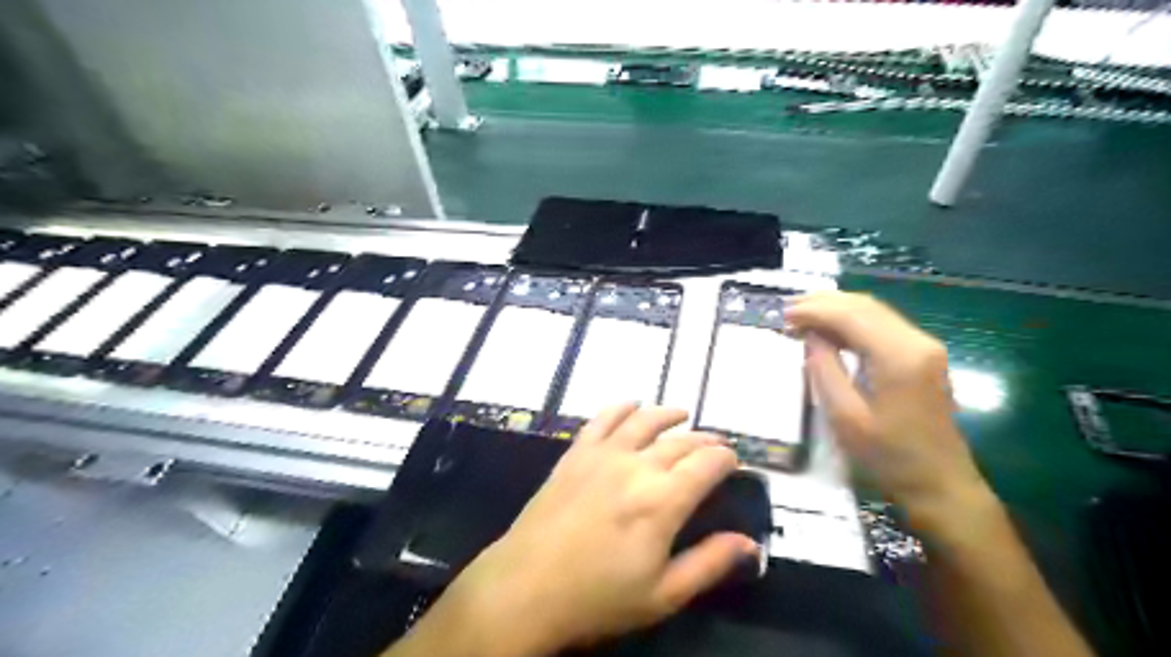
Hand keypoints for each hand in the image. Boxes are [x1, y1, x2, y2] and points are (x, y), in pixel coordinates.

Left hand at [409, 404, 758, 653]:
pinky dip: (621, 408)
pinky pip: (602, 419)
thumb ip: (709, 564)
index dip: (726, 459)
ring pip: (644, 421)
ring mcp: (602, 454)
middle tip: (715, 446)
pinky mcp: (576, 453)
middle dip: (704, 440)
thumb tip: (750, 544)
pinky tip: (632, 405)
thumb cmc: (597, 598)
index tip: (733, 463)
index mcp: (663, 501)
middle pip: (680, 441)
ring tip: (682, 414)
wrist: (525, 587)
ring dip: (667, 415)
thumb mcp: (663, 595)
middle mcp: (636, 466)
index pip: (707, 463)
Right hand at [780, 291, 990, 533]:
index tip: (784, 316)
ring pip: (874, 310)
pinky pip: (883, 324)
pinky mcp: (923, 355)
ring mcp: (924, 346)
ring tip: (802, 316)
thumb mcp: (845, 417)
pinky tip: (831, 329)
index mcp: (899, 357)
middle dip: (823, 303)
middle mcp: (917, 341)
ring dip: (837, 309)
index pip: (851, 315)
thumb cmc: (888, 457)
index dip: (814, 310)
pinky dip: (852, 320)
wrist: (940, 483)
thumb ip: (825, 370)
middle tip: (788, 311)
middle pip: (864, 305)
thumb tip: (812, 337)